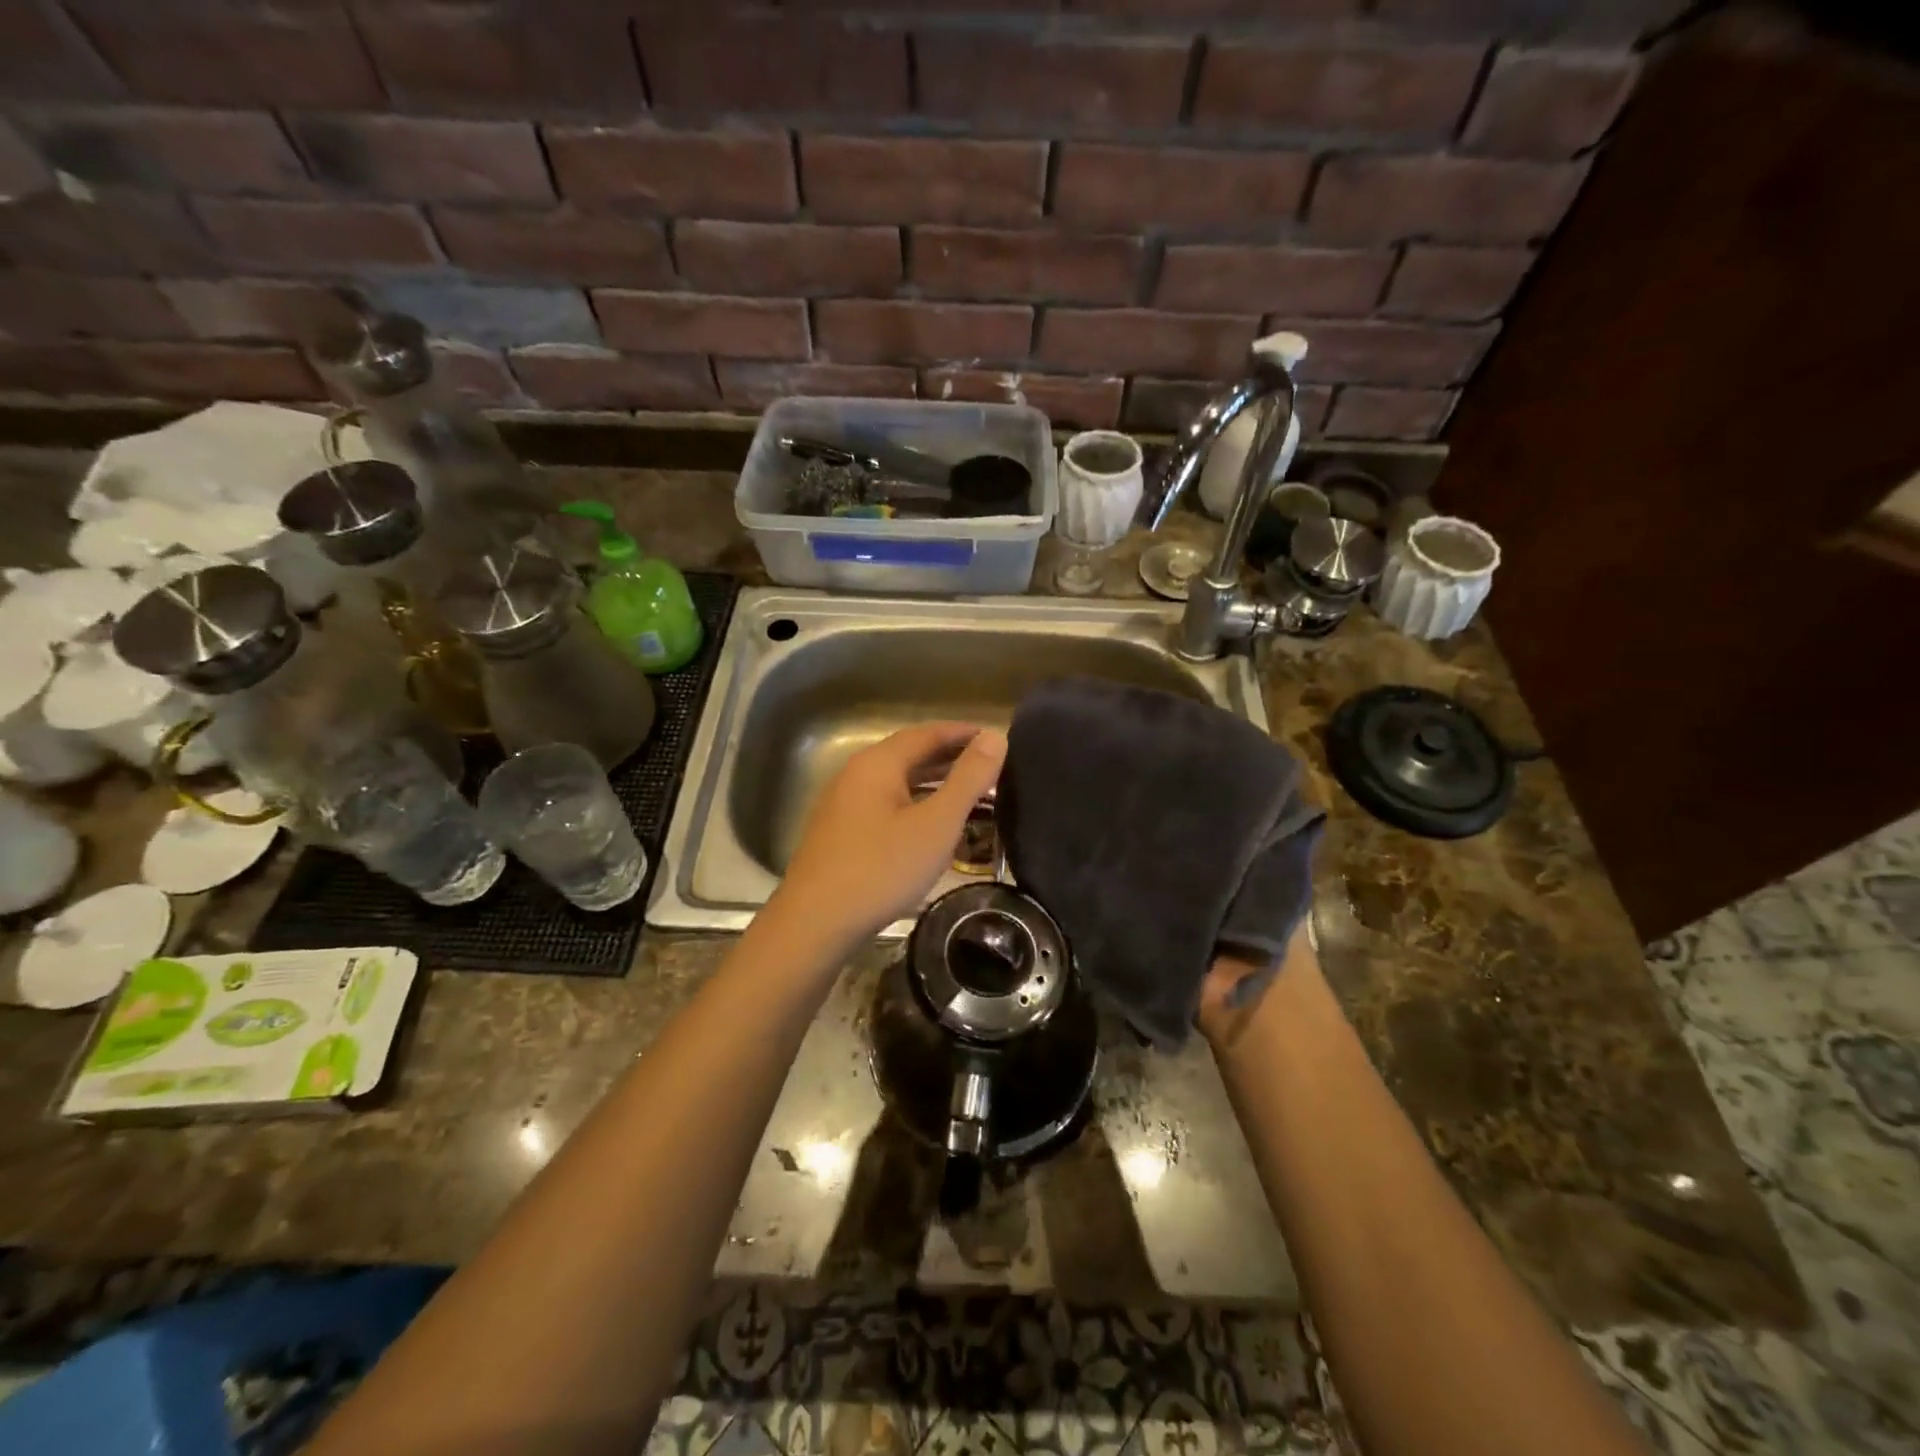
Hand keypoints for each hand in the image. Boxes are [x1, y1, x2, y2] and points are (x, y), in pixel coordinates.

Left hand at [771, 722, 1007, 945]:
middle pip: (910, 755)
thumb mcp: (936, 824)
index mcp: (878, 763)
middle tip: (991, 768)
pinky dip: (916, 806)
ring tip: (972, 795)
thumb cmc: (882, 869)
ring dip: (934, 784)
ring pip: (898, 783)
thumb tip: (995, 736)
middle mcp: (857, 774)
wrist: (815, 923)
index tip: (996, 738)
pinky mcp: (841, 833)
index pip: (927, 733)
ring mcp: (844, 805)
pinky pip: (887, 806)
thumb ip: (968, 779)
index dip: (964, 733)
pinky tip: (933, 828)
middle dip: (951, 758)